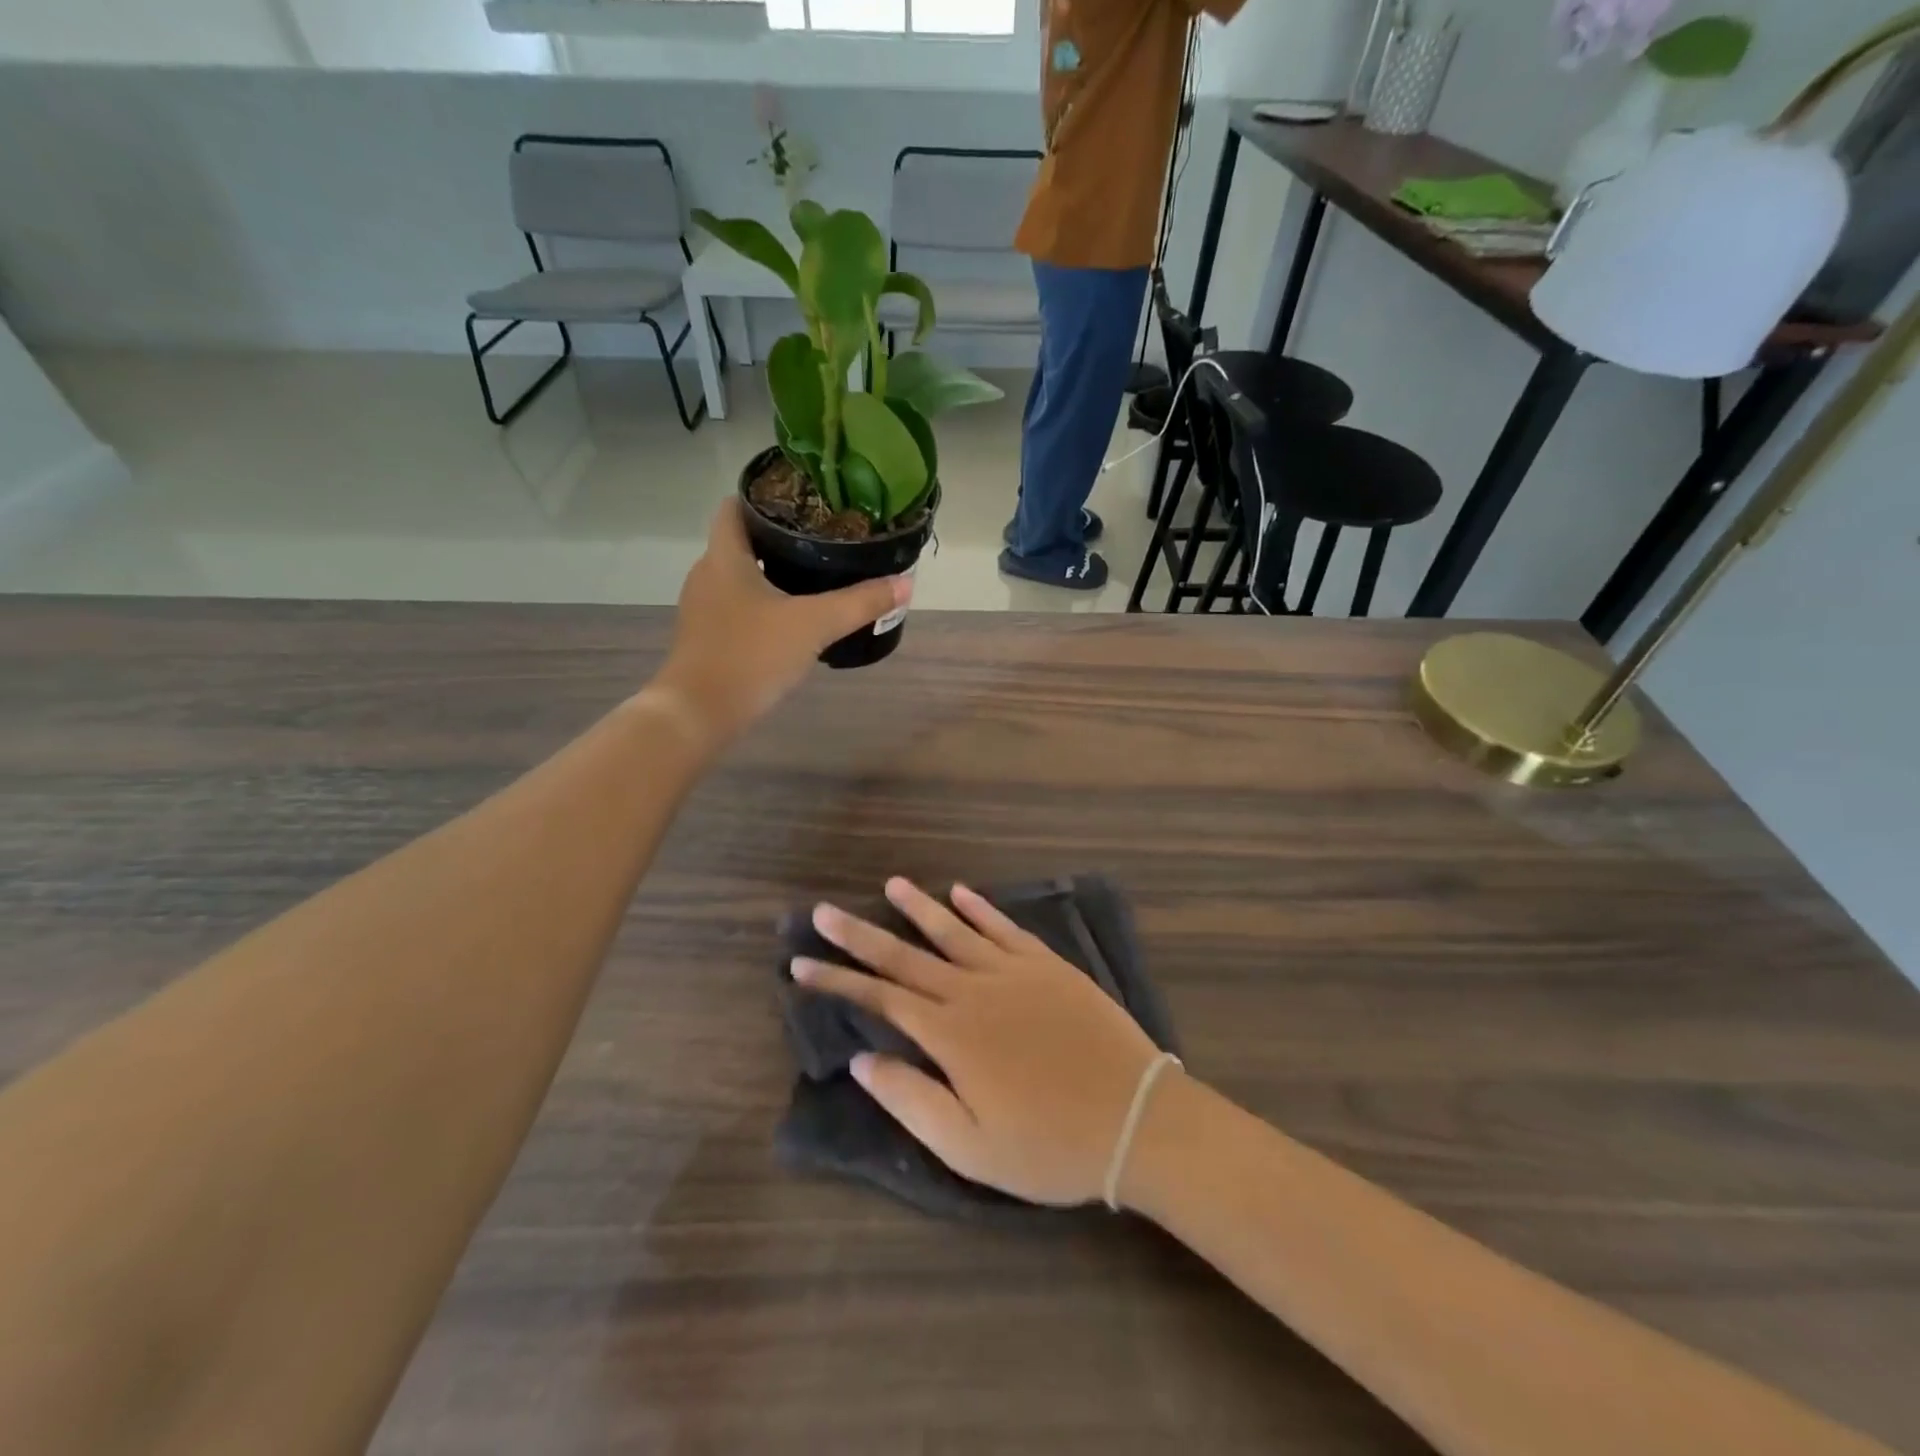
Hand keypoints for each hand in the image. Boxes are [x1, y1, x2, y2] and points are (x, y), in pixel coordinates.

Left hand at [654, 500, 909, 743]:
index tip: (803, 500)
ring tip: (814, 575)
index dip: (765, 496)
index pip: (735, 505)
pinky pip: (736, 606)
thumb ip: (860, 603)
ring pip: (739, 576)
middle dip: (778, 536)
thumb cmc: (752, 655)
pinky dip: (761, 603)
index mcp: (725, 556)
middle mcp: (707, 574)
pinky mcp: (706, 637)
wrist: (699, 713)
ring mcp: (702, 608)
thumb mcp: (814, 625)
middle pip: (741, 540)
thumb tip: (905, 583)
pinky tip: (790, 619)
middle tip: (823, 539)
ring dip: (770, 572)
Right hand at [792, 878, 1161, 1206]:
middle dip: (860, 935)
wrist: (1137, 1119)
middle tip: (823, 911)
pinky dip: (980, 907)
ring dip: (918, 907)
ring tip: (889, 885)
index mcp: (950, 1035)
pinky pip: (1005, 927)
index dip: (837, 981)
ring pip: (954, 931)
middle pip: (906, 956)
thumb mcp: (970, 1147)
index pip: (879, 998)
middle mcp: (974, 990)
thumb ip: (910, 1098)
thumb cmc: (1048, 1147)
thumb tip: (862, 1059)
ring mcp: (1014, 972)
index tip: (800, 964)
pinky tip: (961, 891)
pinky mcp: (1048, 966)